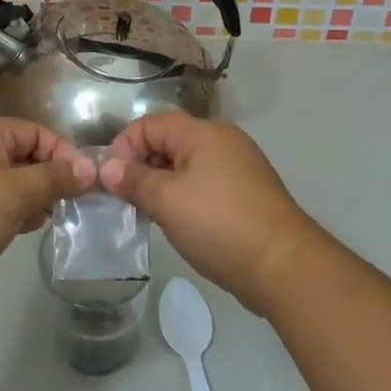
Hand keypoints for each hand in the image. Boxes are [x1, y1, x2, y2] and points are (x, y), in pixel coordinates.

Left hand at [0, 119, 94, 311]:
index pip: (33, 131)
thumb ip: (54, 178)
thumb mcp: (16, 192)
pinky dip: (13, 213)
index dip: (62, 152)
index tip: (85, 181)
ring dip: (33, 197)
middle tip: (75, 203)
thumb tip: (89, 168)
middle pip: (21, 155)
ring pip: (9, 182)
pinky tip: (27, 229)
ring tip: (54, 218)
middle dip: (50, 177)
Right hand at [100, 113, 324, 313]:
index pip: (151, 123)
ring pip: (187, 164)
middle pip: (170, 141)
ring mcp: (240, 167)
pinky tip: (178, 221)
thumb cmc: (219, 224)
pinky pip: (205, 183)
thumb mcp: (167, 201)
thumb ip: (134, 180)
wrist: (284, 266)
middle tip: (125, 197)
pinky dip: (185, 195)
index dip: (125, 145)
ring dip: (162, 182)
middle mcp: (224, 141)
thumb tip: (107, 167)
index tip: (110, 178)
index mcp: (204, 133)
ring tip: (147, 211)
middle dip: (142, 164)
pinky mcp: (248, 193)